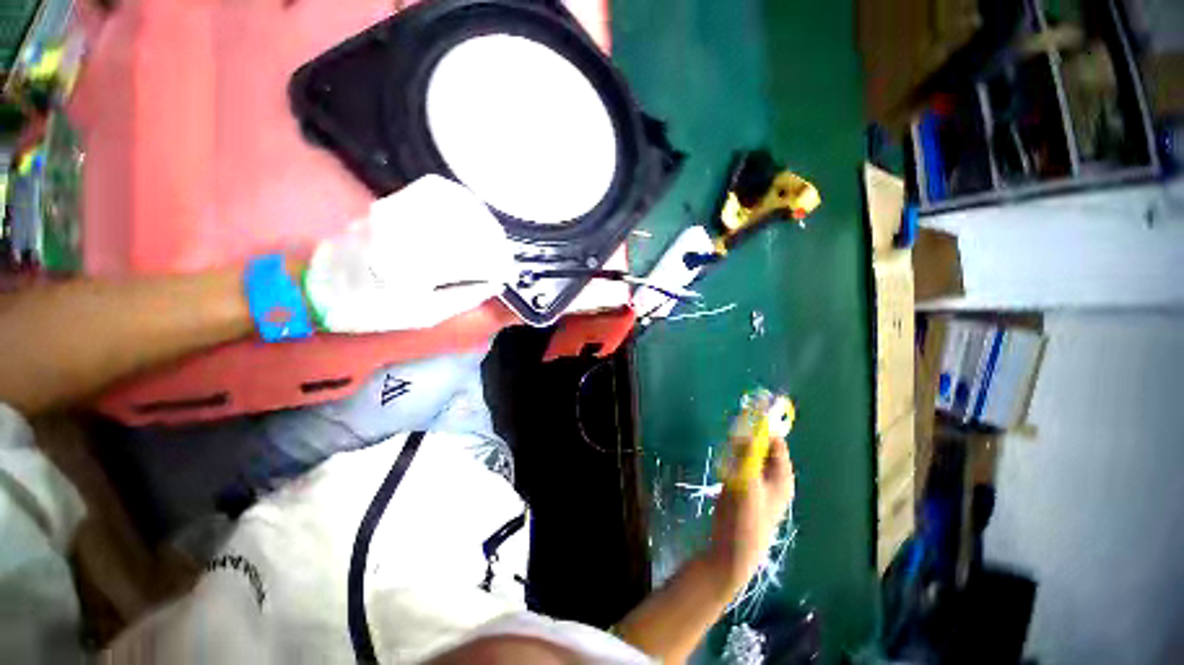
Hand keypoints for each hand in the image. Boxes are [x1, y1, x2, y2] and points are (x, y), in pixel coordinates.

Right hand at [704, 436, 794, 589]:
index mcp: (781, 476)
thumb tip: (748, 428)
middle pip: (761, 445)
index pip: (776, 442)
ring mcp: (755, 480)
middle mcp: (771, 475)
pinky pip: (737, 462)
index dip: (764, 426)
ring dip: (737, 446)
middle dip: (748, 435)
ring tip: (728, 451)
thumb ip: (748, 456)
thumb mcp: (748, 485)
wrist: (732, 550)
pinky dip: (731, 456)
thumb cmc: (747, 520)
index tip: (747, 413)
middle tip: (733, 431)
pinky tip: (723, 461)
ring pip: (747, 453)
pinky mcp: (741, 484)